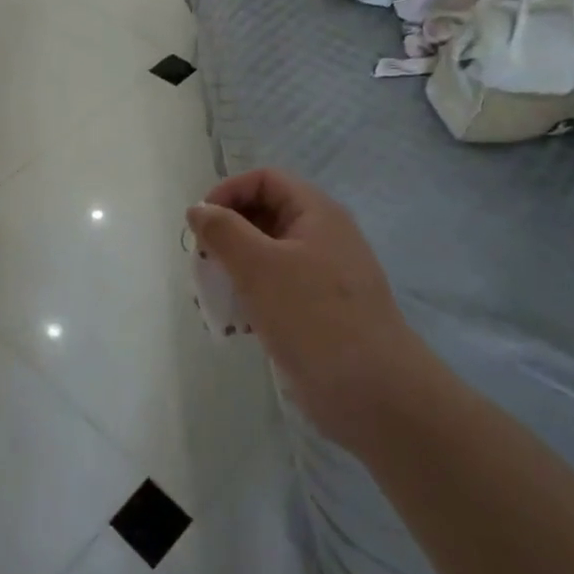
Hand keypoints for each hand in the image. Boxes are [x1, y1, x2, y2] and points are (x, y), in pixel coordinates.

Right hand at [187, 169, 425, 453]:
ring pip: (267, 255)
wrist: (375, 394)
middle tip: (203, 262)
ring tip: (212, 296)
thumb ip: (223, 231)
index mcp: (316, 213)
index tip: (200, 224)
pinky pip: (276, 289)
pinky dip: (251, 298)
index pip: (265, 180)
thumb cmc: (313, 317)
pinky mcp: (318, 312)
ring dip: (234, 269)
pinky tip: (236, 325)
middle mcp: (322, 237)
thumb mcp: (259, 266)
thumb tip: (199, 209)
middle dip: (227, 234)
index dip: (228, 192)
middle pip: (264, 215)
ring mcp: (323, 276)